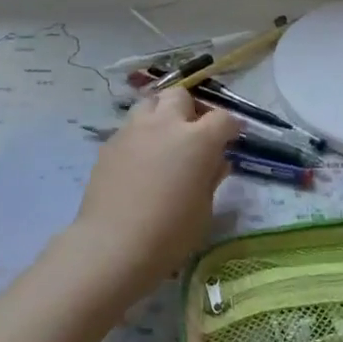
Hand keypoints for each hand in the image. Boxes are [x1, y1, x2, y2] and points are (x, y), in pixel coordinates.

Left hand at [67, 88, 239, 296]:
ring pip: (150, 103)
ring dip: (161, 115)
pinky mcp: (109, 144)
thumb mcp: (203, 209)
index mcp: (198, 140)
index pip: (223, 118)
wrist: (113, 245)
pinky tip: (140, 161)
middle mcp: (165, 125)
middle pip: (180, 96)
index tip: (232, 137)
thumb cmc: (170, 233)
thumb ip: (211, 177)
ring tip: (164, 140)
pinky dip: (140, 136)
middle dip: (190, 109)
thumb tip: (216, 161)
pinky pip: (130, 128)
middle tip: (194, 133)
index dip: (231, 127)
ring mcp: (133, 131)